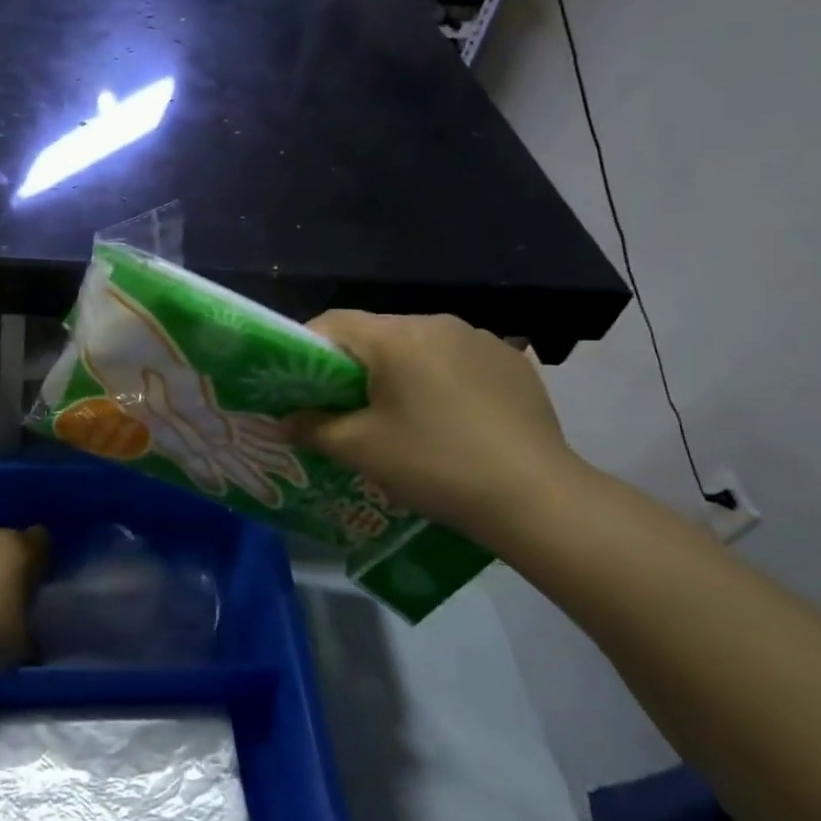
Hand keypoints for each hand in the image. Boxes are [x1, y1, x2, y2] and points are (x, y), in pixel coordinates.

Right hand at [295, 311, 584, 544]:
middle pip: (376, 333)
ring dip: (398, 372)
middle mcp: (437, 322)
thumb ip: (313, 427)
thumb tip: (285, 419)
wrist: (536, 497)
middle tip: (345, 408)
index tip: (299, 385)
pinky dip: (439, 379)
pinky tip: (450, 420)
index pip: (333, 323)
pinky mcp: (511, 360)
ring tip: (401, 418)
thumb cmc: (435, 465)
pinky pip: (456, 359)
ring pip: (417, 346)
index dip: (306, 349)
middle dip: (353, 366)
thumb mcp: (361, 450)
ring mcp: (480, 338)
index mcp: (396, 336)